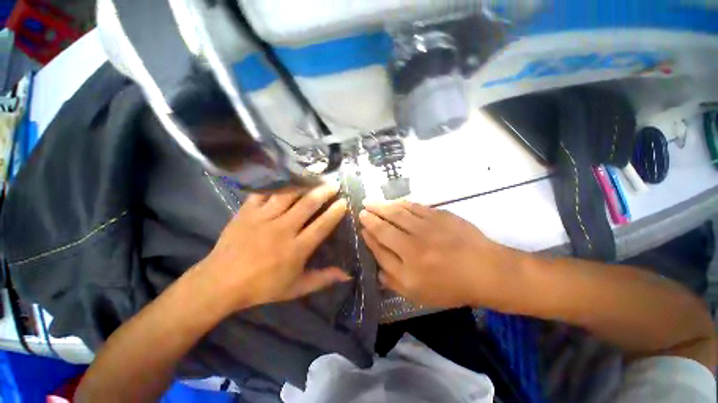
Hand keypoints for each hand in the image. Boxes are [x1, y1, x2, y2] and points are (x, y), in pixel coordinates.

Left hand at [199, 184, 350, 311]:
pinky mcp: (247, 212)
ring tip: (316, 176)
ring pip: (288, 195)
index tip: (344, 202)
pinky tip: (286, 176)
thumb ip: (323, 279)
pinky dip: (277, 183)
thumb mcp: (296, 288)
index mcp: (296, 248)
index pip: (322, 226)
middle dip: (324, 192)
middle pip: (307, 204)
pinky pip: (264, 192)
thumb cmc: (262, 287)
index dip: (335, 212)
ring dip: (305, 184)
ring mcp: (263, 218)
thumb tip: (347, 275)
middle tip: (334, 184)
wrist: (220, 282)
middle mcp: (283, 229)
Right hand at [360, 201, 515, 307]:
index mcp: (408, 262)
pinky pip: (415, 206)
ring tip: (371, 202)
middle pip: (386, 225)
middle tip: (361, 208)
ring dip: (382, 206)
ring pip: (398, 212)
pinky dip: (401, 203)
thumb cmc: (451, 287)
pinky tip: (394, 202)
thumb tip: (376, 267)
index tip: (361, 228)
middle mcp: (414, 241)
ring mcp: (427, 225)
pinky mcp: (440, 215)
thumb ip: (393, 280)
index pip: (380, 244)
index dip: (368, 235)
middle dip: (371, 216)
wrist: (486, 271)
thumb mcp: (418, 294)